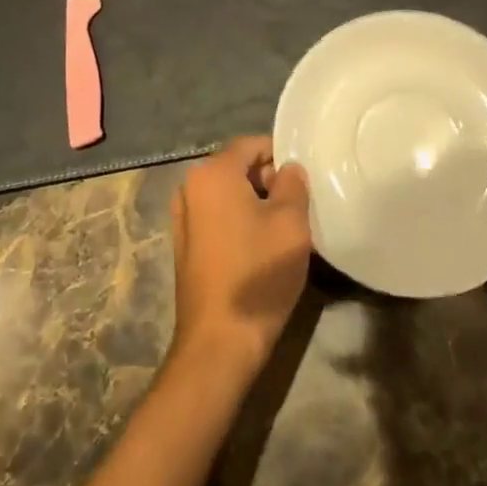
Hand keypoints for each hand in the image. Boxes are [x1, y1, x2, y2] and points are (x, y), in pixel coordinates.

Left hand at [170, 136, 311, 378]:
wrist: (219, 341)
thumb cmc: (258, 273)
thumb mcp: (291, 223)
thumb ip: (293, 184)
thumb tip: (289, 169)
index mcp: (213, 173)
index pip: (251, 144)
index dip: (281, 156)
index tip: (303, 182)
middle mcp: (190, 187)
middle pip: (237, 167)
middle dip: (268, 181)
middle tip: (297, 209)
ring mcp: (183, 217)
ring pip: (228, 195)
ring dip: (254, 204)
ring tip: (281, 231)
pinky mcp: (185, 245)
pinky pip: (217, 218)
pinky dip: (238, 223)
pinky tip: (259, 250)